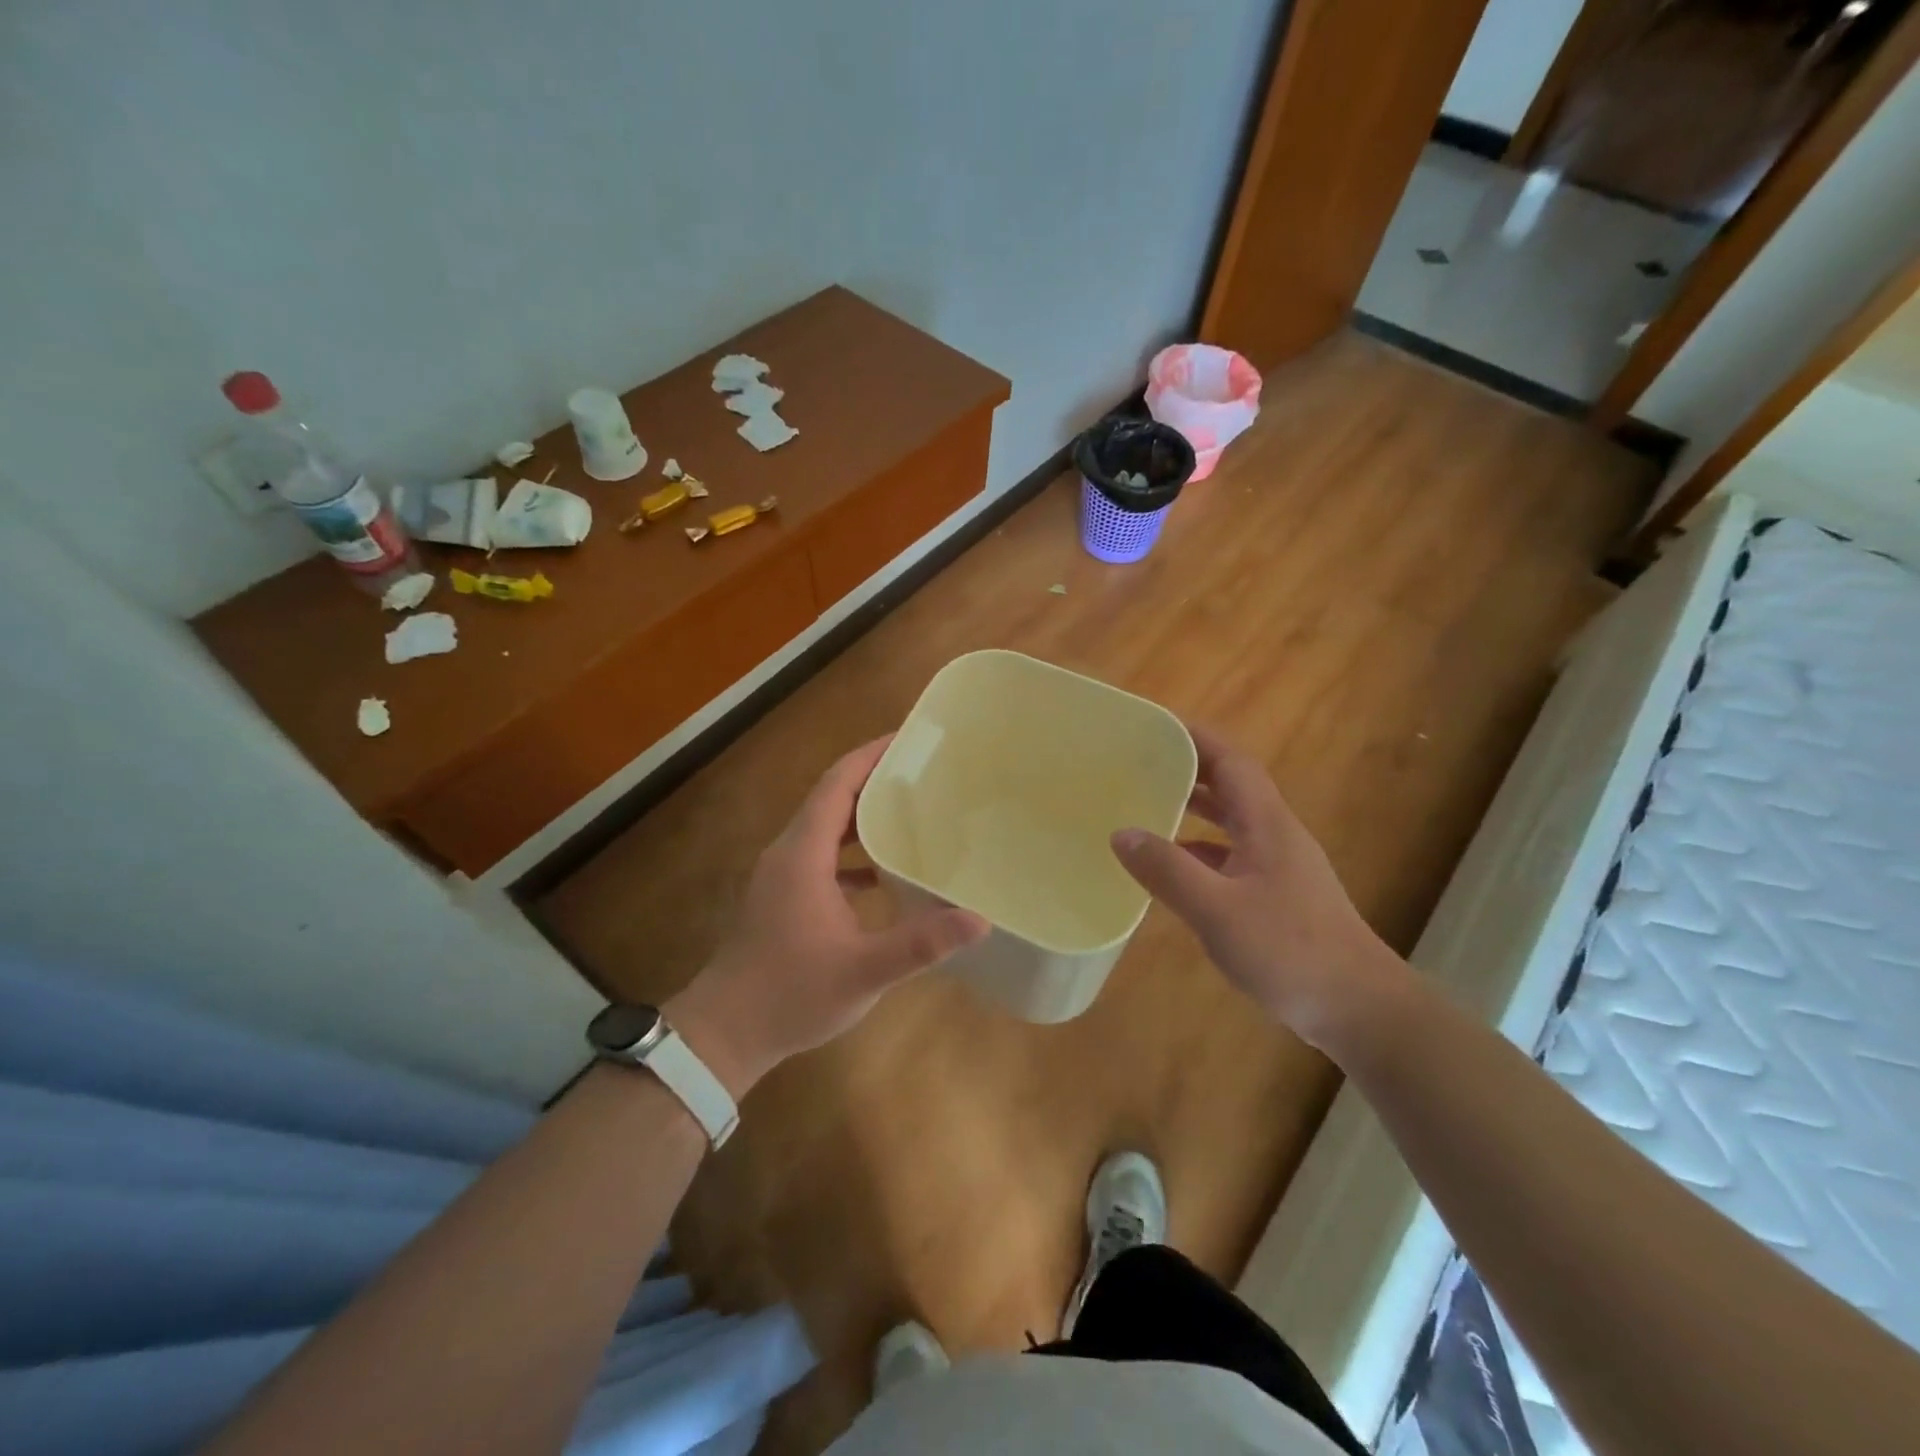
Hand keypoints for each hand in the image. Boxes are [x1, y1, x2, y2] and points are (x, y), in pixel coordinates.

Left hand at [666, 737, 988, 1096]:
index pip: (838, 784)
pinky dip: (852, 852)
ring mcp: (782, 875)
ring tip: (911, 812)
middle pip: (832, 797)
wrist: (725, 1033)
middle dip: (874, 779)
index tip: (908, 739)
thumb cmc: (791, 994)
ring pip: (826, 828)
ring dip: (864, 816)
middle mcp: (789, 853)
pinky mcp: (783, 897)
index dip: (871, 756)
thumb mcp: (864, 970)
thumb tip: (979, 919)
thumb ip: (921, 943)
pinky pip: (821, 856)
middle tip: (924, 773)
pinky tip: (884, 874)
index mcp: (803, 854)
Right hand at [1109, 726, 1404, 1047]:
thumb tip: (1121, 833)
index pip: (1231, 762)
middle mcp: (1274, 835)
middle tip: (1139, 763)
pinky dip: (1199, 850)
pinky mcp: (1277, 896)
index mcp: (1266, 824)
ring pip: (1231, 822)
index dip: (1196, 738)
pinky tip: (1172, 868)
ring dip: (1193, 809)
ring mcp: (1278, 867)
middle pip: (1230, 786)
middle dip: (1188, 769)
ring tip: (1146, 805)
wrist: (1359, 1008)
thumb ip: (1167, 870)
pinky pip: (1230, 856)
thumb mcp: (1217, 910)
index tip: (1155, 725)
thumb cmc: (1289, 950)